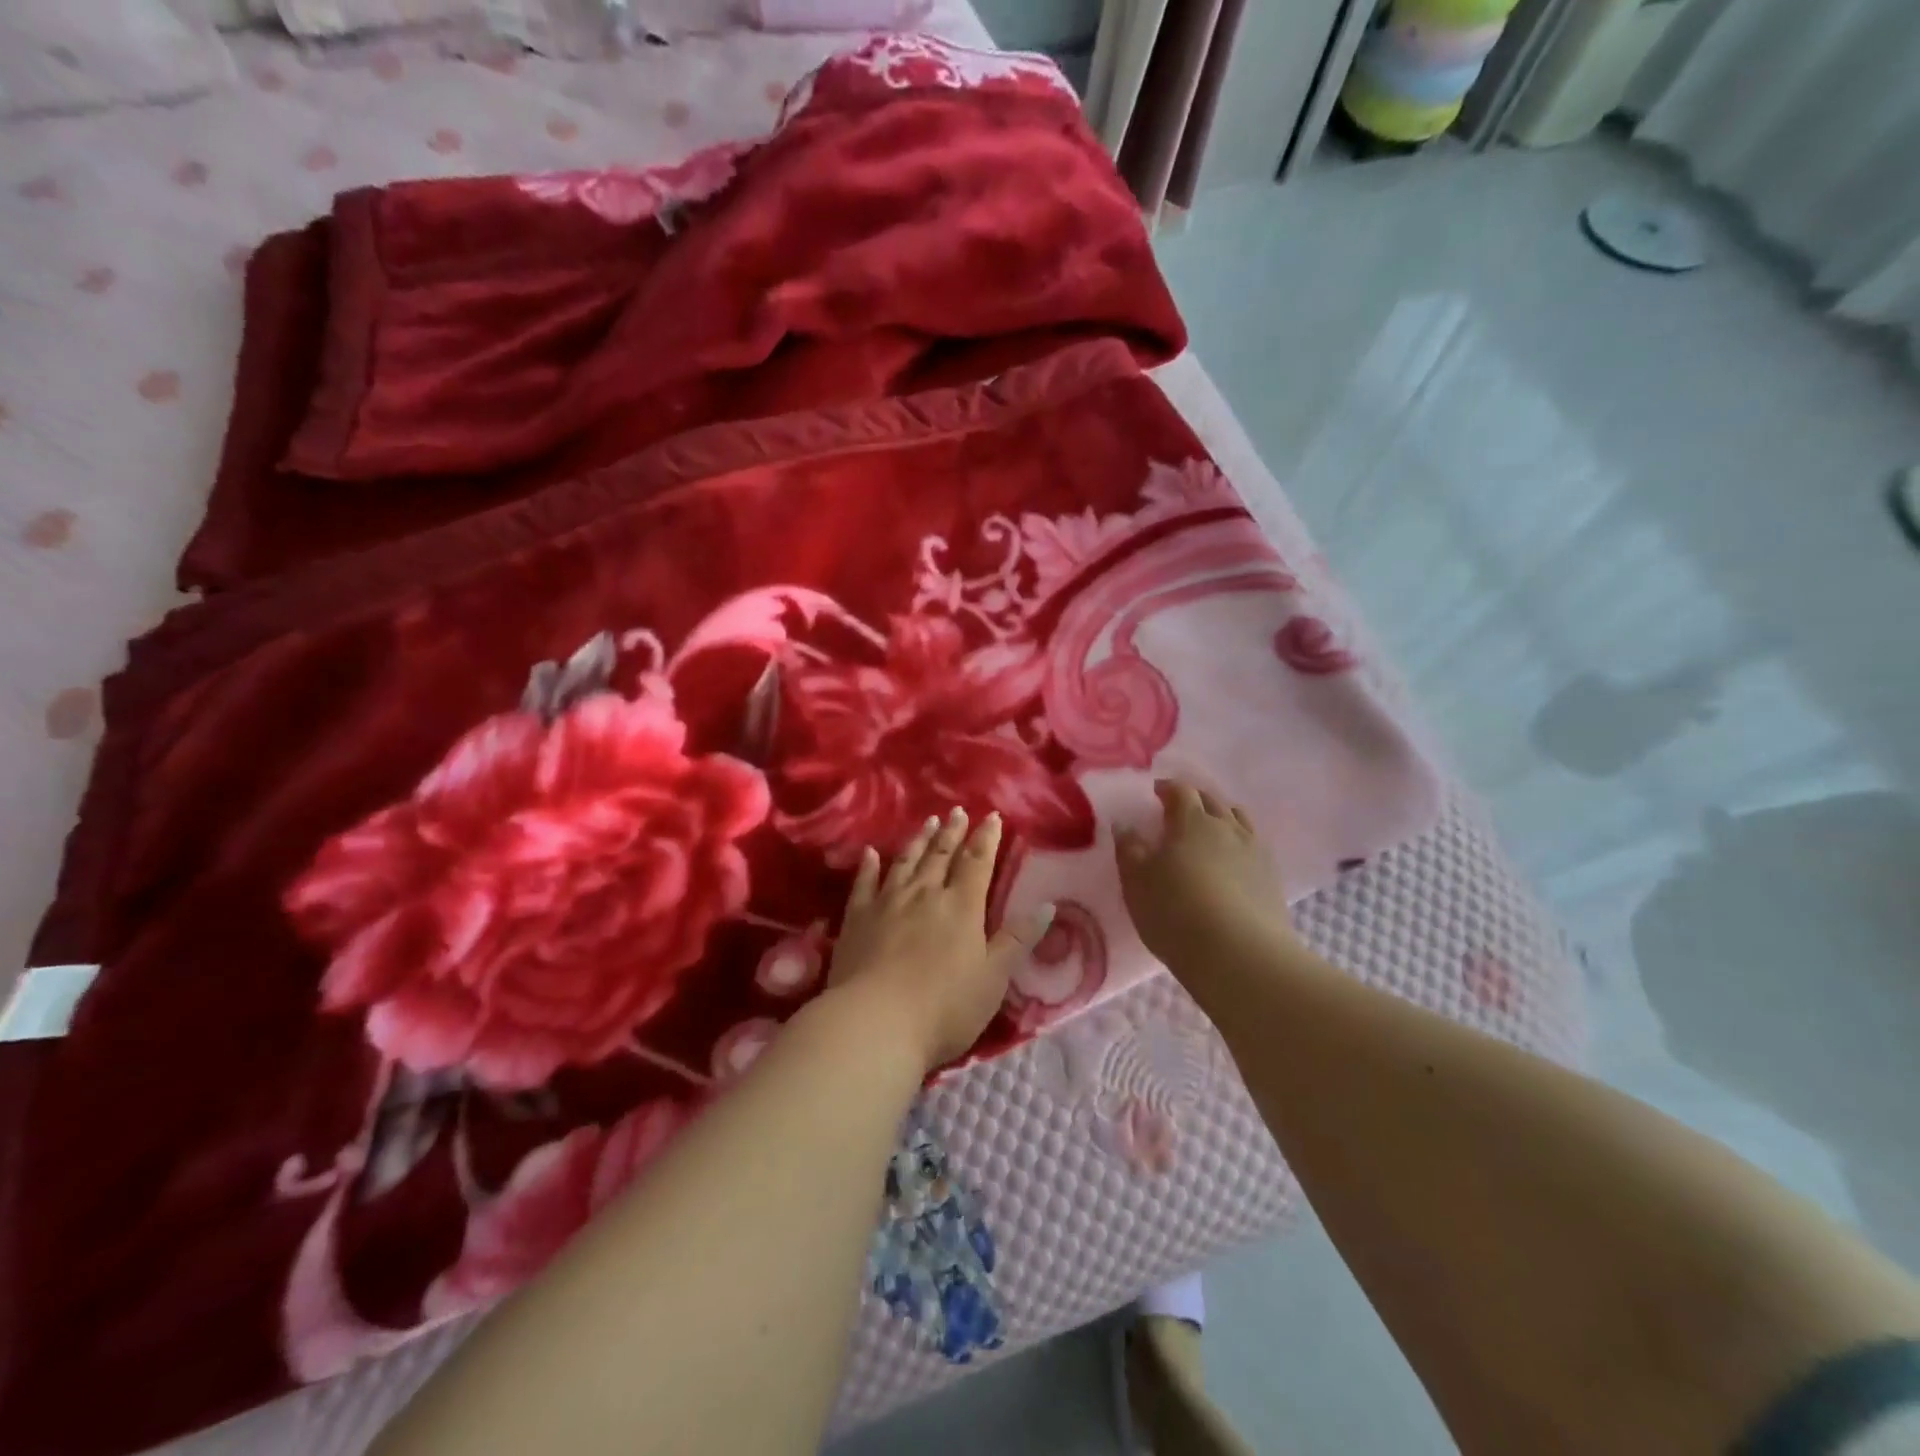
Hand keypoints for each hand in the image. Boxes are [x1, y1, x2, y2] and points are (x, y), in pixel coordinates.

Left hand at [829, 808, 1054, 1072]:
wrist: (875, 1022)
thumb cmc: (944, 1008)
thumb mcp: (993, 979)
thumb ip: (1018, 940)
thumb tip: (1048, 906)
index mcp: (961, 907)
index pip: (977, 863)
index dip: (986, 839)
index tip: (992, 817)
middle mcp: (925, 894)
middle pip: (941, 855)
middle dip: (953, 832)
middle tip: (957, 811)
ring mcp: (887, 903)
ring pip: (906, 862)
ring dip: (919, 840)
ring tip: (928, 821)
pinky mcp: (857, 918)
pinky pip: (864, 883)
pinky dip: (869, 866)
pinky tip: (870, 853)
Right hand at [1114, 779, 1302, 974]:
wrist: (1241, 955)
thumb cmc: (1176, 913)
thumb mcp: (1137, 882)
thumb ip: (1129, 849)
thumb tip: (1125, 824)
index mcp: (1192, 822)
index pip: (1181, 791)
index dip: (1167, 789)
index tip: (1156, 793)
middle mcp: (1227, 827)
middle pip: (1213, 801)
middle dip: (1195, 800)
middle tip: (1179, 810)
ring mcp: (1255, 851)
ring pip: (1239, 820)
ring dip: (1222, 818)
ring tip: (1210, 831)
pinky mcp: (1272, 878)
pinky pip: (1254, 846)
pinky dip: (1240, 844)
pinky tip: (1233, 862)